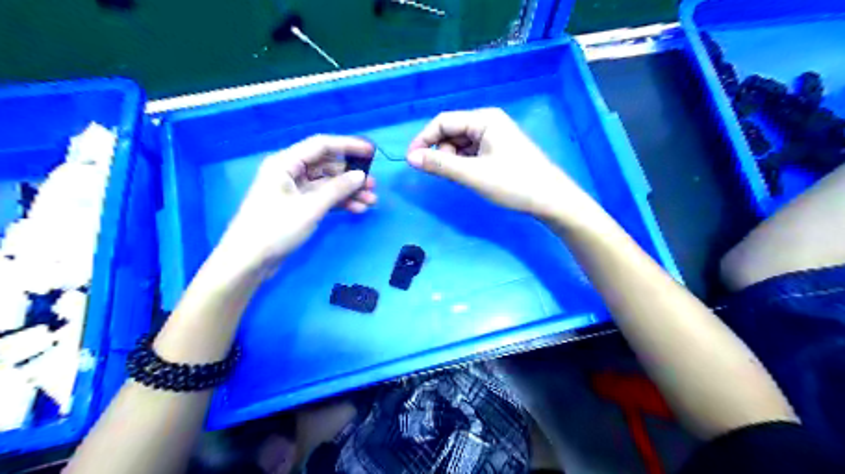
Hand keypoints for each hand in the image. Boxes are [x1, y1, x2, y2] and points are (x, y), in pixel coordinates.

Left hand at [216, 133, 375, 274]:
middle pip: (327, 166)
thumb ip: (337, 189)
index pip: (321, 146)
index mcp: (286, 163)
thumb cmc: (275, 229)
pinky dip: (339, 202)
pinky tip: (357, 210)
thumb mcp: (310, 207)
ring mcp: (295, 190)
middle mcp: (290, 172)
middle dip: (351, 175)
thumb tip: (361, 176)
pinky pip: (323, 198)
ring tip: (370, 202)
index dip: (348, 146)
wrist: (249, 261)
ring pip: (328, 184)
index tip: (371, 152)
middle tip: (373, 186)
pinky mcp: (298, 206)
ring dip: (349, 191)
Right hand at [407, 107, 592, 222]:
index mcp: (484, 119)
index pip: (443, 121)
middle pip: (451, 132)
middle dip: (441, 153)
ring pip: (460, 145)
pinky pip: (471, 154)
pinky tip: (469, 178)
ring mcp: (494, 137)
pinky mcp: (498, 151)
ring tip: (460, 179)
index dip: (424, 140)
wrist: (550, 200)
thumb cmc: (513, 183)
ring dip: (452, 161)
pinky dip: (464, 165)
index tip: (411, 161)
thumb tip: (410, 158)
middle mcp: (488, 123)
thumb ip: (440, 165)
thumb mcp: (473, 174)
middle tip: (442, 175)